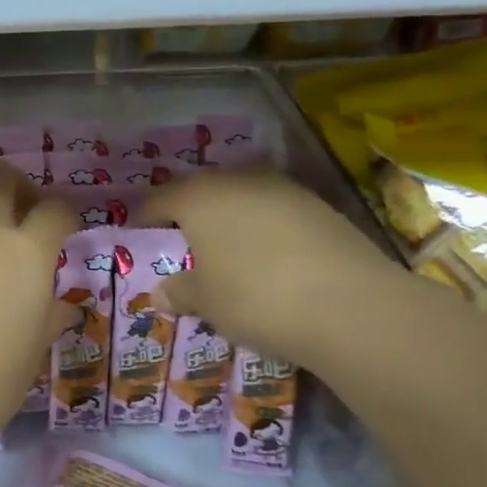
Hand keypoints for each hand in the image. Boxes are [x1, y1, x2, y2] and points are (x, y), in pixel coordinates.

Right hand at [141, 168, 398, 366]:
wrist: (349, 304)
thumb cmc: (254, 297)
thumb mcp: (206, 301)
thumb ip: (181, 291)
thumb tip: (160, 293)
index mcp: (199, 197)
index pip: (160, 199)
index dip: (146, 217)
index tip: (138, 232)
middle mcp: (239, 181)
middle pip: (203, 190)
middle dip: (189, 210)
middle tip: (181, 237)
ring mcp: (284, 190)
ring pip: (244, 197)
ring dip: (231, 217)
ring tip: (226, 247)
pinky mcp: (321, 207)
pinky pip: (276, 212)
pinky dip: (265, 228)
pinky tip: (269, 256)